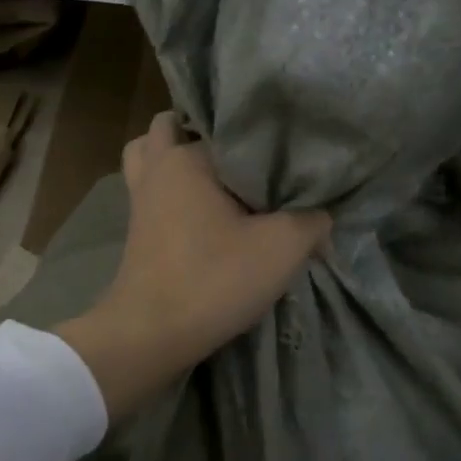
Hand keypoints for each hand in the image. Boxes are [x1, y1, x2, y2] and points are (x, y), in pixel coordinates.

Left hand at [55, 113, 330, 418]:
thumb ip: (313, 220)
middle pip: (173, 130)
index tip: (284, 150)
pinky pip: (153, 191)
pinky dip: (172, 190)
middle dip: (207, 136)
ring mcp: (140, 200)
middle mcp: (156, 169)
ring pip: (153, 159)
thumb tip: (323, 214)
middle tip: (248, 156)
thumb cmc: (213, 280)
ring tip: (219, 176)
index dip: (258, 136)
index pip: (225, 126)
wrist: (151, 334)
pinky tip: (206, 210)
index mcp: (186, 158)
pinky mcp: (137, 230)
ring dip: (178, 160)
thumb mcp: (283, 248)